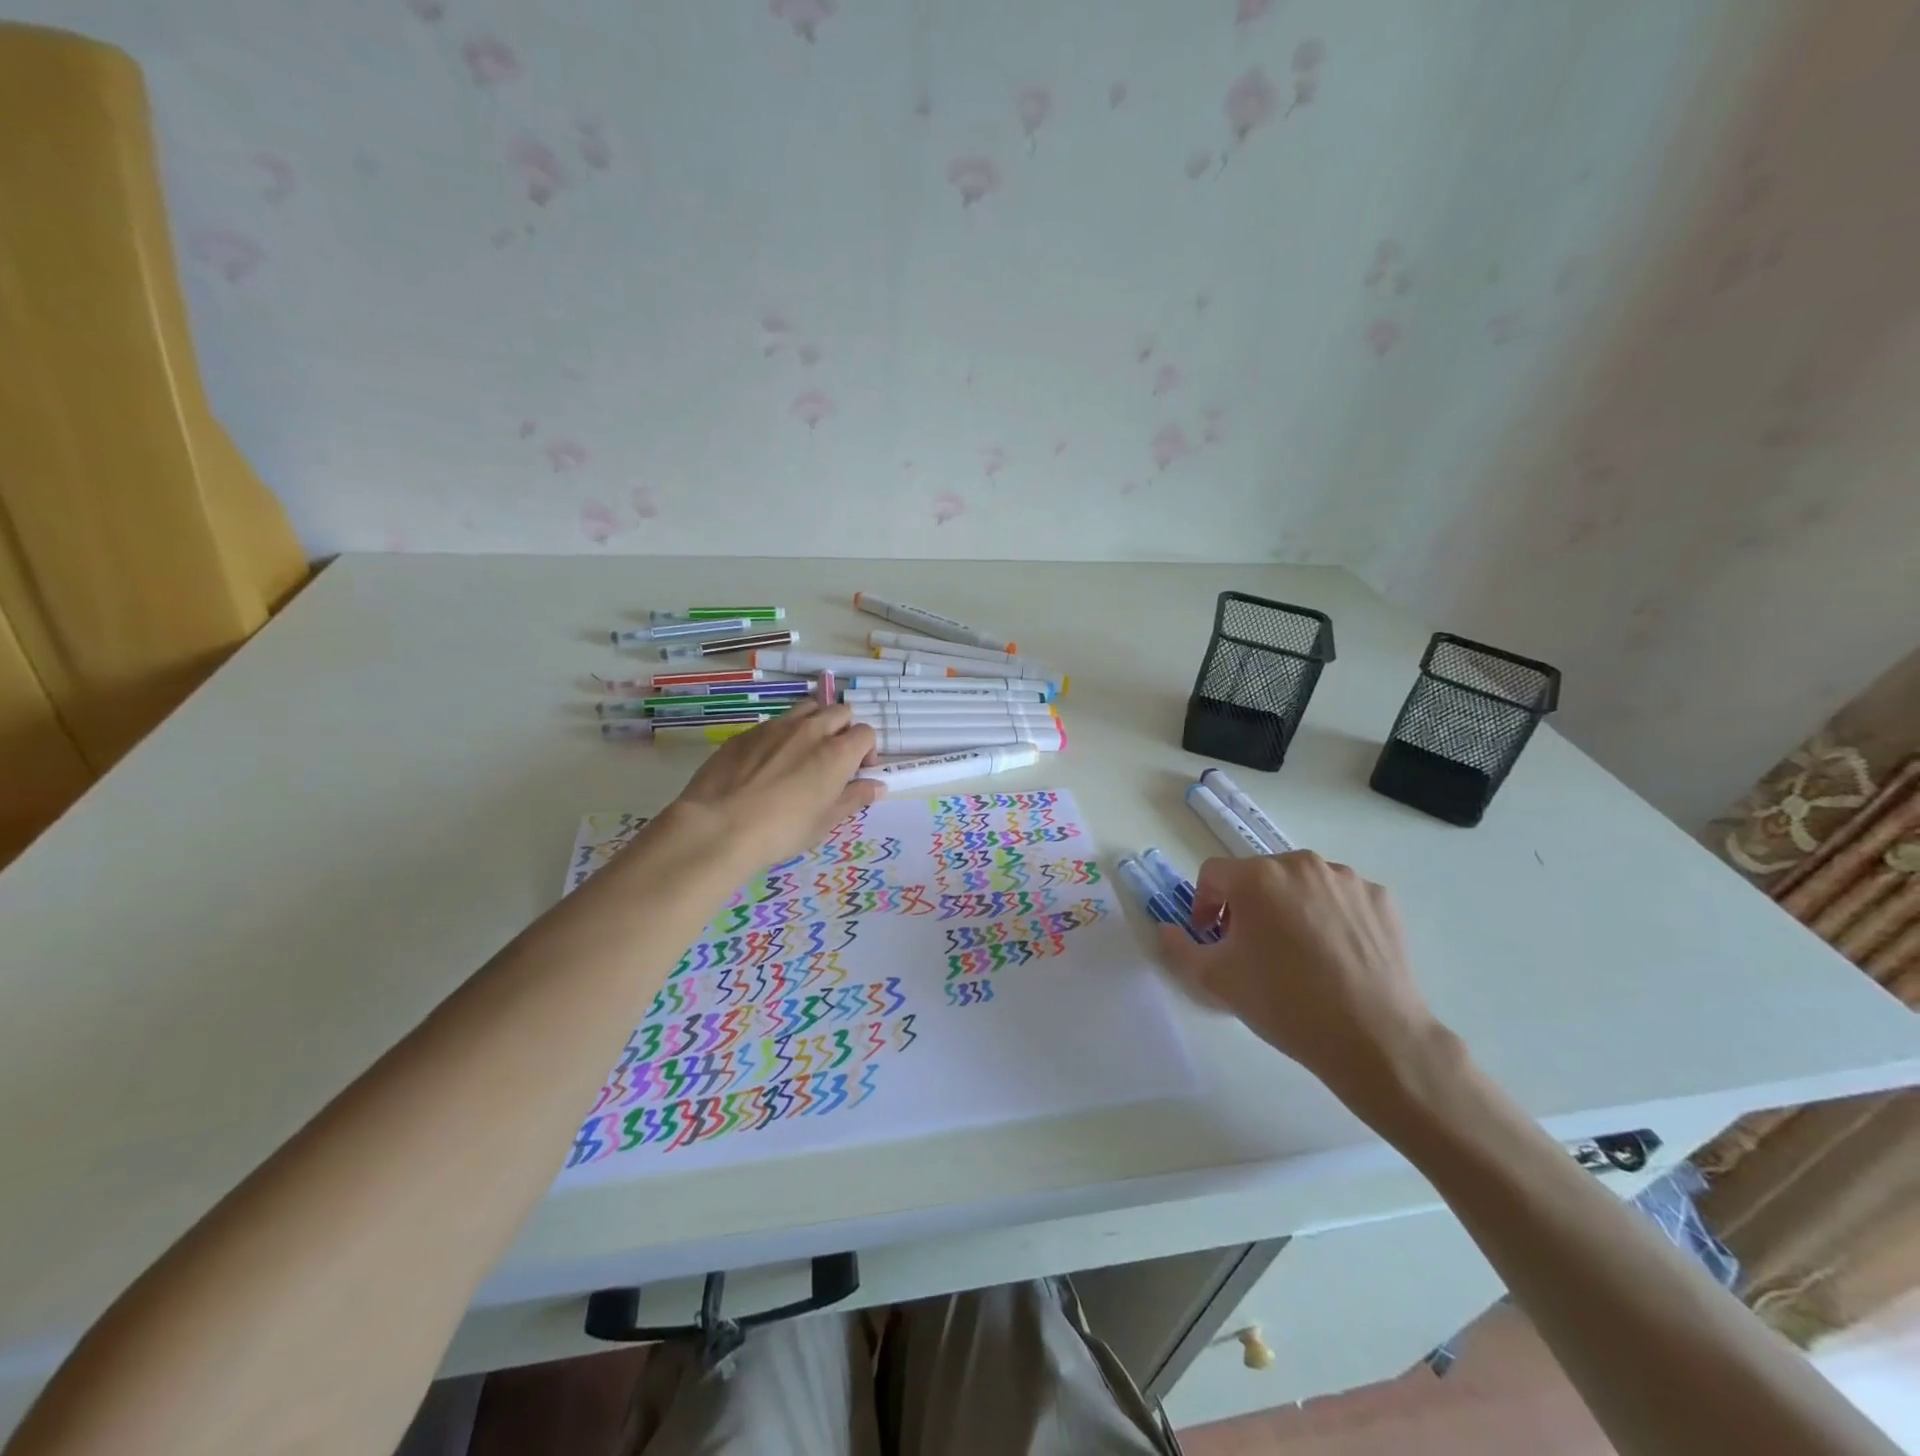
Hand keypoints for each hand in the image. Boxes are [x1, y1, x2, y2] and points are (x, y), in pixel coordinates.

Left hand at [667, 701, 883, 870]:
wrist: (718, 826)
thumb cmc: (782, 830)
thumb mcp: (825, 821)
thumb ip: (854, 798)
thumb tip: (877, 786)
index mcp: (837, 752)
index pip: (866, 733)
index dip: (866, 751)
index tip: (857, 772)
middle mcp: (810, 730)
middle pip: (839, 712)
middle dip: (843, 730)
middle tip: (833, 760)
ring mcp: (775, 727)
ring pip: (806, 709)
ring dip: (814, 724)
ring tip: (803, 753)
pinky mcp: (745, 733)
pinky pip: (774, 724)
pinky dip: (781, 736)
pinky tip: (766, 765)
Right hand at [1157, 852, 1451, 1120]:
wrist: (1375, 1039)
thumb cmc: (1285, 1005)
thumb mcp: (1216, 981)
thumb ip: (1179, 949)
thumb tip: (1165, 929)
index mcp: (1257, 877)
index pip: (1213, 875)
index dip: (1204, 904)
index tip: (1212, 937)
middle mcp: (1300, 864)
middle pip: (1259, 876)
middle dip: (1247, 906)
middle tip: (1252, 948)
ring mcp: (1346, 879)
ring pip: (1301, 884)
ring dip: (1289, 907)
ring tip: (1297, 952)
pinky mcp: (1380, 898)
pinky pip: (1341, 897)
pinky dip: (1330, 916)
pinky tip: (1335, 954)